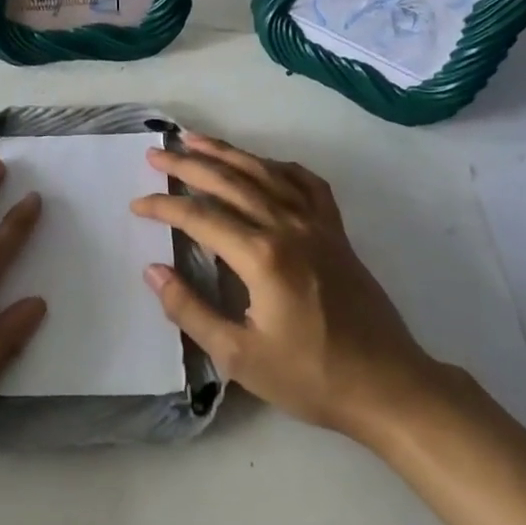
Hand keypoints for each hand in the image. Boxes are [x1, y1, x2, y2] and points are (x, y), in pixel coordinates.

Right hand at [131, 133, 444, 444]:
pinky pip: (307, 184)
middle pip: (230, 182)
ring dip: (228, 153)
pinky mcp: (337, 232)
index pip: (200, 217)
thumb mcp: (239, 356)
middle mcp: (288, 226)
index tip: (137, 205)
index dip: (164, 206)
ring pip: (266, 173)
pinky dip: (280, 167)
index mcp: (262, 256)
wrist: (388, 385)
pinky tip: (264, 164)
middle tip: (156, 153)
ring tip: (196, 139)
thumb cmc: (310, 377)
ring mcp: (318, 225)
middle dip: (188, 164)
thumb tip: (153, 270)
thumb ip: (190, 310)